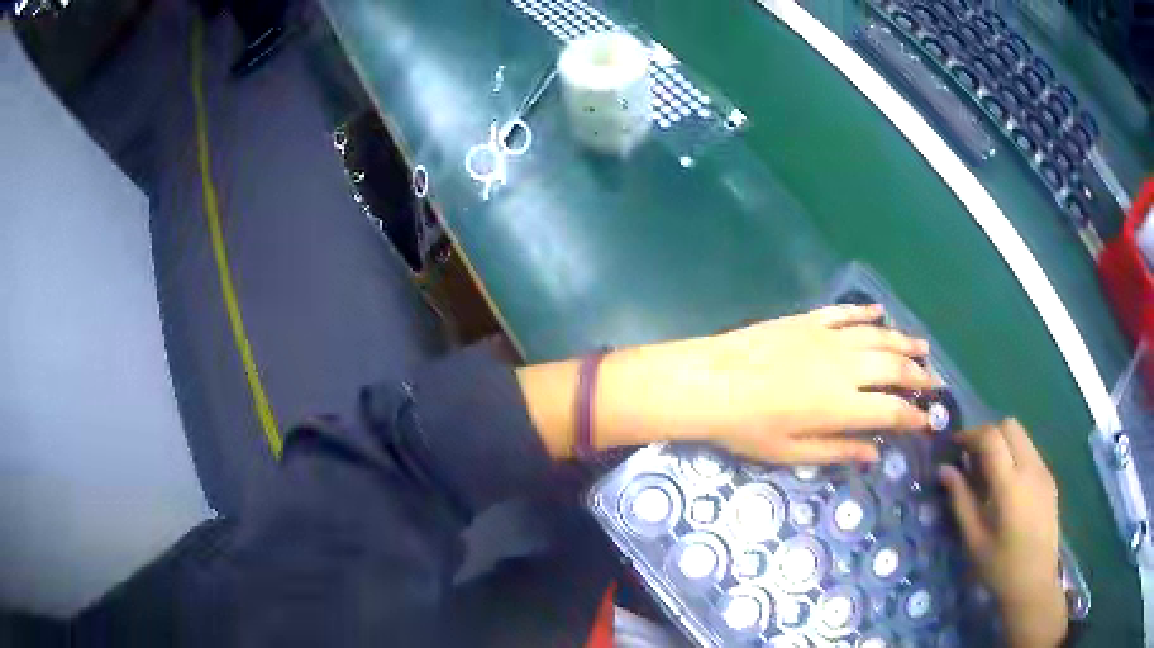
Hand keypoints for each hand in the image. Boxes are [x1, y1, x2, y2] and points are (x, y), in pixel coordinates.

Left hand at [595, 304, 935, 463]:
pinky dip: (867, 314)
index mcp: (842, 406)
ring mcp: (827, 338)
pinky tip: (881, 314)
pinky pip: (846, 313)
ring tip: (923, 348)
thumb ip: (837, 450)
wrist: (709, 382)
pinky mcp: (808, 320)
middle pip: (894, 369)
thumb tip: (874, 454)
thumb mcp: (790, 452)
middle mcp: (844, 367)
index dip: (914, 417)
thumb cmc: (746, 427)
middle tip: (935, 383)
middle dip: (920, 377)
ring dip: (904, 343)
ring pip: (878, 337)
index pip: (891, 411)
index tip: (928, 421)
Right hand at [939, 420, 1066, 647]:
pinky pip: (1030, 452)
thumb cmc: (1000, 568)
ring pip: (1022, 436)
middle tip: (971, 459)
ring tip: (987, 474)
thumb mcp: (974, 540)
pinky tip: (1006, 487)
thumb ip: (961, 501)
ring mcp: (1044, 471)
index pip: (991, 438)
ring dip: (1002, 443)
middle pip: (1009, 426)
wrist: (1034, 583)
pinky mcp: (1050, 479)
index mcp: (1010, 485)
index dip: (970, 435)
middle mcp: (1031, 468)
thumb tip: (945, 470)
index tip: (954, 446)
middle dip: (987, 434)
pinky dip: (1014, 455)